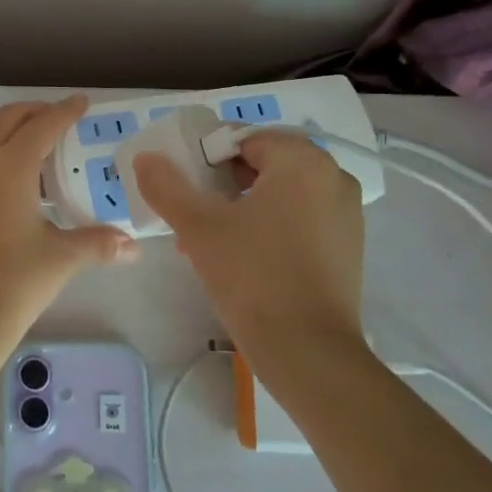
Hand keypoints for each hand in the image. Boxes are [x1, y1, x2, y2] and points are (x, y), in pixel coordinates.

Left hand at [0, 96, 134, 376]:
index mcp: (11, 167)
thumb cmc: (14, 285)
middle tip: (48, 122)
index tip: (79, 103)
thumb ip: (99, 244)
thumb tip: (134, 246)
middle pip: (3, 119)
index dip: (65, 110)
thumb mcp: (62, 260)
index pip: (44, 125)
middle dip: (30, 113)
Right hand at [132, 130, 364, 358]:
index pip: (243, 139)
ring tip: (204, 240)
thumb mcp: (199, 227)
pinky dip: (267, 227)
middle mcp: (333, 178)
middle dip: (221, 185)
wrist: (308, 352)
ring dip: (240, 208)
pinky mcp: (347, 247)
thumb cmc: (253, 275)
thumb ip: (167, 186)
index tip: (183, 184)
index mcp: (302, 162)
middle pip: (263, 164)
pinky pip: (298, 219)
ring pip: (279, 195)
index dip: (206, 156)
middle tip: (190, 213)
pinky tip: (237, 258)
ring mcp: (346, 214)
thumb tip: (145, 158)